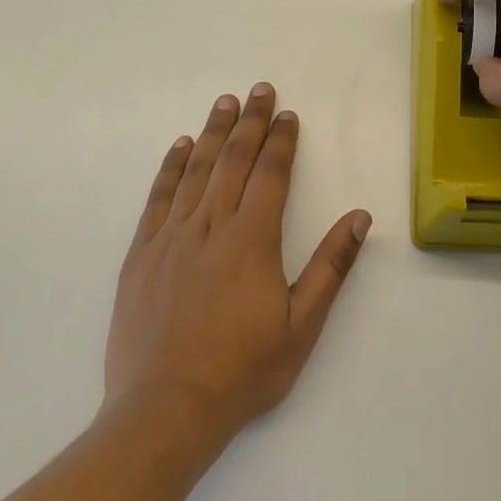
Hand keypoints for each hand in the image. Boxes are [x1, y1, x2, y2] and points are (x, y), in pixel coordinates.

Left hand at [104, 84, 369, 441]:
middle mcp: (210, 226)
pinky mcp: (141, 253)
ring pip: (196, 170)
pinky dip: (171, 167)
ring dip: (213, 132)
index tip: (287, 114)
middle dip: (250, 122)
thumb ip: (331, 267)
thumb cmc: (242, 370)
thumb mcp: (302, 326)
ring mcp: (171, 237)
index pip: (270, 174)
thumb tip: (359, 217)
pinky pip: (159, 197)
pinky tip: (181, 146)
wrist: (165, 410)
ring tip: (225, 103)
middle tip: (259, 90)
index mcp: (252, 240)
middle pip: (234, 160)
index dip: (281, 141)